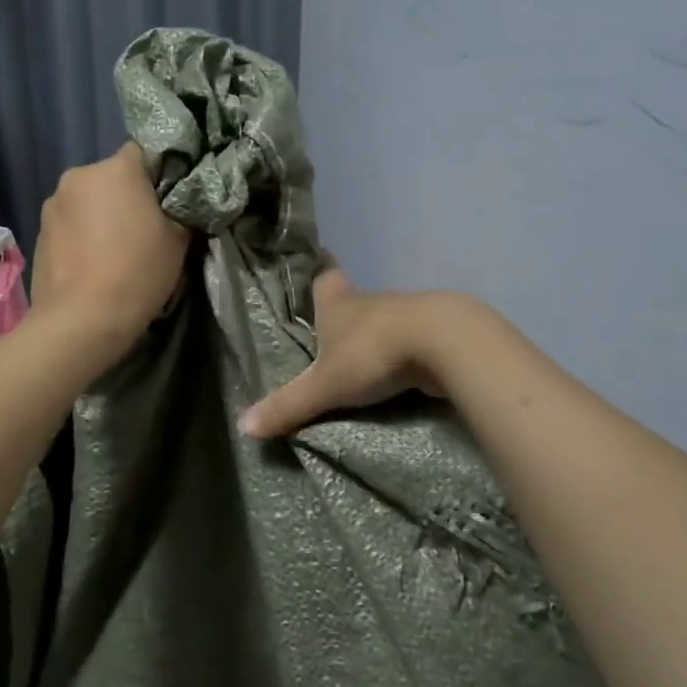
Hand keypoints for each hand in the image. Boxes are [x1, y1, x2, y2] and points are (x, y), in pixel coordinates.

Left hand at [31, 142, 189, 354]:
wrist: (81, 321)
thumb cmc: (138, 272)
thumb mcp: (179, 240)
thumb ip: (182, 210)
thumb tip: (181, 204)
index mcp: (117, 169)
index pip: (144, 151)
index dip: (159, 173)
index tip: (169, 199)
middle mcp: (79, 175)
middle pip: (112, 176)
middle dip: (127, 195)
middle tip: (145, 227)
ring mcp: (53, 203)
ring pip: (88, 199)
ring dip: (101, 215)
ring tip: (115, 250)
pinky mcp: (39, 231)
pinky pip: (70, 223)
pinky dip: (82, 234)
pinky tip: (92, 263)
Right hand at [238, 269, 464, 437]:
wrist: (443, 343)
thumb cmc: (372, 352)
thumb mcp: (325, 385)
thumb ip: (289, 405)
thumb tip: (244, 426)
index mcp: (338, 301)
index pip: (324, 275)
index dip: (318, 269)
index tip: (316, 259)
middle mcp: (370, 300)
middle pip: (353, 299)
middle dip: (343, 314)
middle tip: (328, 330)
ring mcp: (406, 312)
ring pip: (384, 319)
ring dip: (375, 336)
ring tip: (362, 359)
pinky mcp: (435, 331)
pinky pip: (411, 340)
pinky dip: (404, 353)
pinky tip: (399, 372)